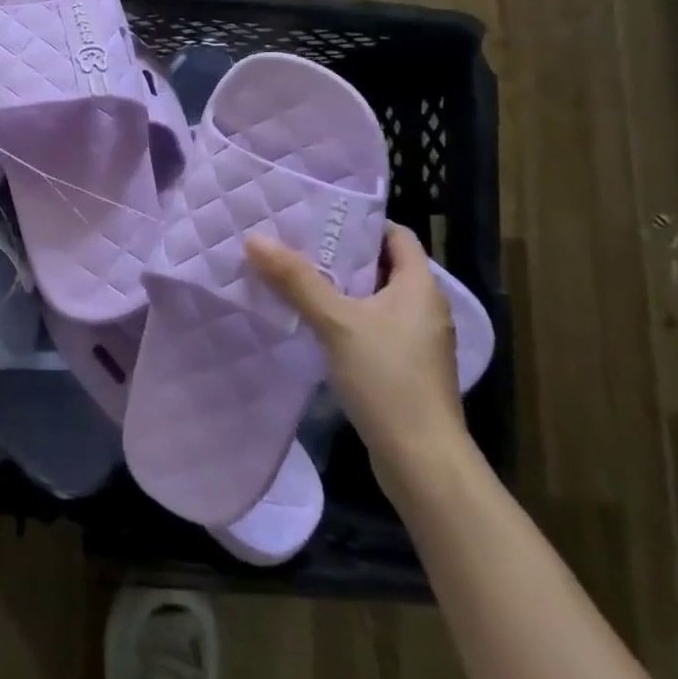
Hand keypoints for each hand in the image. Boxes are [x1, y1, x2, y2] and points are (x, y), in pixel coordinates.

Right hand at [247, 223, 469, 494]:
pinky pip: (371, 326)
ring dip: (338, 287)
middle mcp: (423, 308)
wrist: (423, 462)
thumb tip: (254, 238)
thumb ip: (296, 279)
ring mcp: (415, 341)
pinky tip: (310, 321)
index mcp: (420, 287)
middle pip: (381, 265)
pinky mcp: (403, 368)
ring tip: (293, 275)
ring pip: (373, 298)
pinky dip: (344, 317)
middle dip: (340, 253)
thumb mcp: (337, 322)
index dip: (362, 222)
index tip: (320, 216)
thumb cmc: (388, 379)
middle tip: (294, 240)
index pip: (396, 235)